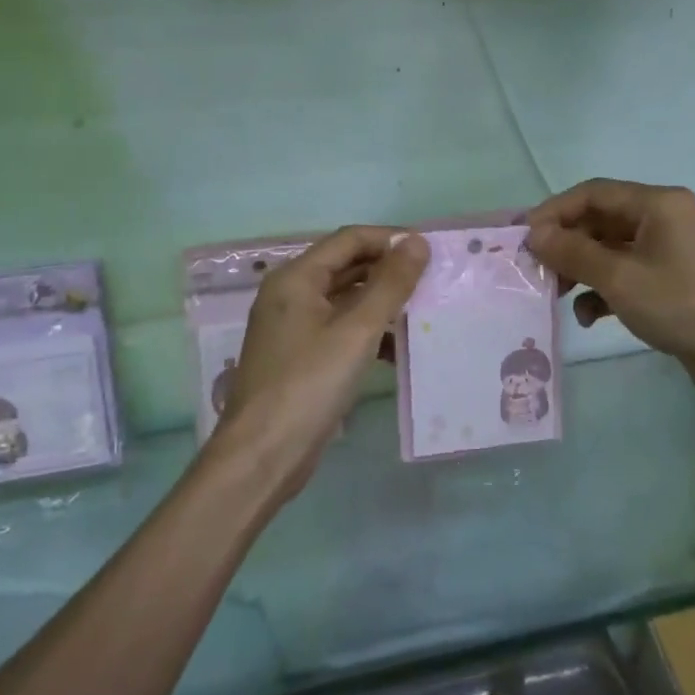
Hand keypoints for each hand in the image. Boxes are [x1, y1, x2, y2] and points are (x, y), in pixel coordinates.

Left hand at [214, 225, 428, 495]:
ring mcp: (292, 327)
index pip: (349, 239)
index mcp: (296, 278)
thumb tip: (416, 241)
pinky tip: (396, 350)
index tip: (430, 252)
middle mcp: (290, 294)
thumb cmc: (309, 384)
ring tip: (422, 313)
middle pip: (346, 266)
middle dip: (388, 270)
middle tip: (432, 280)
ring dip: (381, 302)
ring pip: (345, 299)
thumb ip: (390, 284)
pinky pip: (339, 329)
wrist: (263, 455)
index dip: (390, 239)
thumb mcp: (357, 330)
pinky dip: (367, 331)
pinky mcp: (300, 357)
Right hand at [525, 180, 694, 401]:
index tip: (524, 238)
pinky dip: (606, 291)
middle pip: (601, 221)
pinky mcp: (674, 282)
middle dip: (566, 245)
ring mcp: (671, 252)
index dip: (554, 211)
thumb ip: (573, 253)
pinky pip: (628, 275)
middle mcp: (665, 219)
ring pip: (612, 250)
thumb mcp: (620, 278)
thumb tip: (535, 234)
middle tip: (537, 271)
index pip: (593, 193)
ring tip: (558, 296)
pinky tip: (591, 317)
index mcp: (657, 203)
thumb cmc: (683, 304)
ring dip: (583, 270)